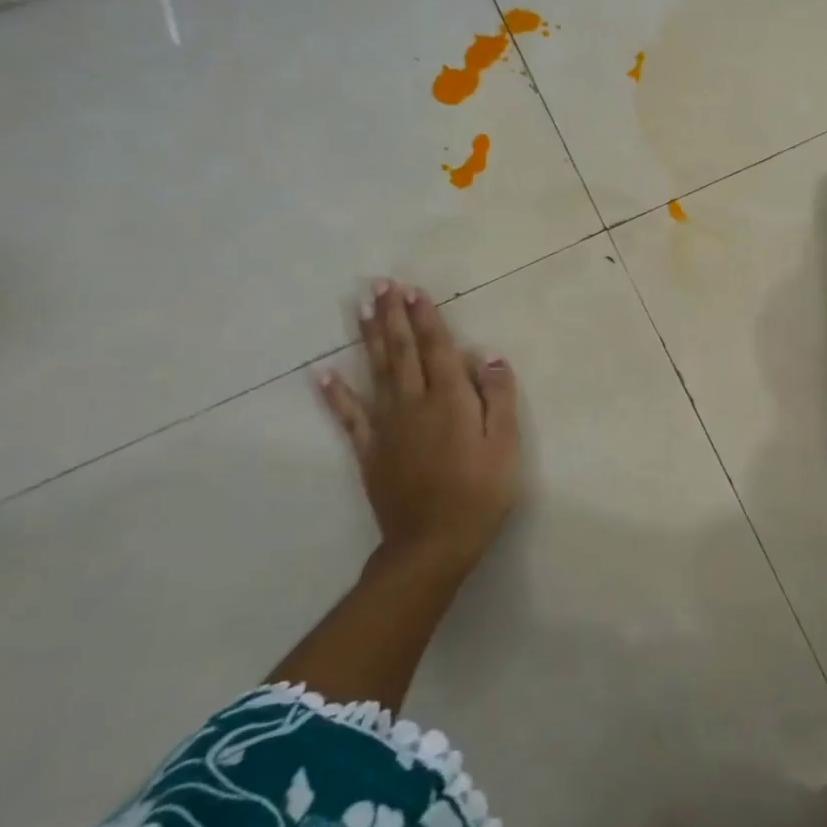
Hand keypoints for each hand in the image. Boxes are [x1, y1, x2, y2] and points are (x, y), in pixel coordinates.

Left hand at [316, 278, 519, 587]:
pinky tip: (322, 372)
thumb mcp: (505, 444)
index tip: (413, 290)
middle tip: (381, 284)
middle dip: (393, 316)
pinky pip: (348, 416)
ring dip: (368, 338)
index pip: (436, 349)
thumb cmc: (480, 492)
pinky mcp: (370, 449)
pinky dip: (334, 393)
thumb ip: (498, 397)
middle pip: (401, 352)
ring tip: (362, 308)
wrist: (433, 542)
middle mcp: (414, 403)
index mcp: (450, 400)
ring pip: (375, 372)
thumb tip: (488, 356)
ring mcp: (387, 426)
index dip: (425, 318)